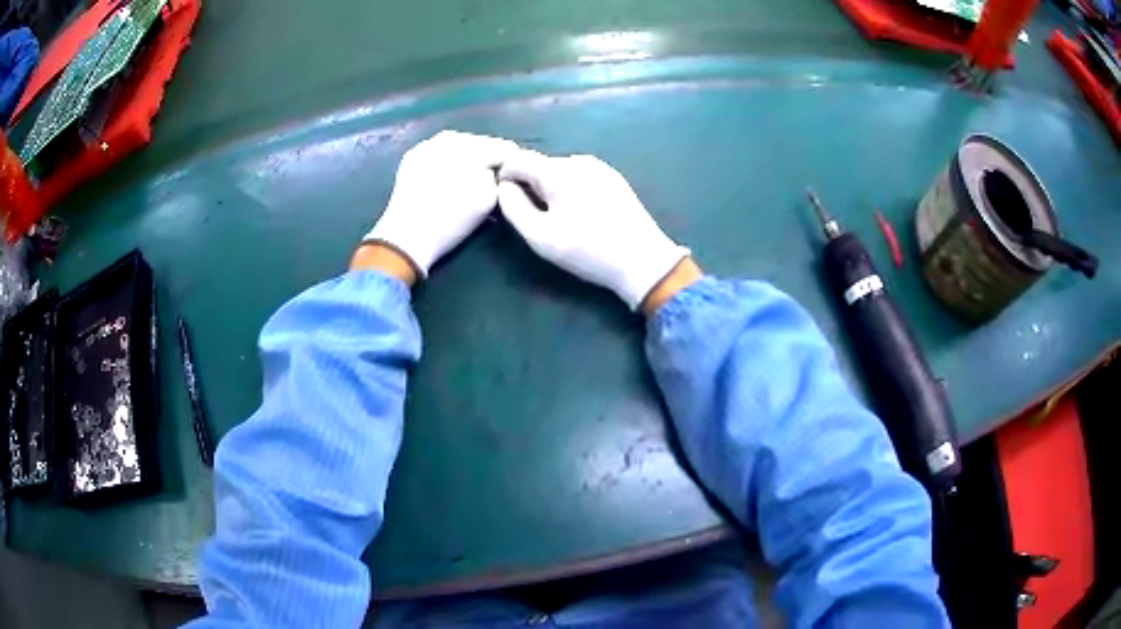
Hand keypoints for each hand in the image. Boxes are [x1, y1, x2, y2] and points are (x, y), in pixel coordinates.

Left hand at [362, 130, 518, 277]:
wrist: (407, 237)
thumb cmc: (451, 220)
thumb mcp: (488, 199)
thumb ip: (500, 177)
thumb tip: (499, 169)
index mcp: (470, 146)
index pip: (502, 147)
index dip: (512, 162)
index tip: (516, 175)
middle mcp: (448, 138)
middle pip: (479, 142)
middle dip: (488, 156)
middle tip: (495, 175)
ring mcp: (427, 145)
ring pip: (457, 145)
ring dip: (468, 156)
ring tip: (474, 174)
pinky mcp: (412, 157)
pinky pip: (438, 152)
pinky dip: (448, 159)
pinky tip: (451, 175)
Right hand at [498, 151, 690, 310]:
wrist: (642, 260)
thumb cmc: (588, 250)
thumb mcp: (540, 236)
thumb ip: (513, 208)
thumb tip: (504, 187)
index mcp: (558, 170)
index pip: (517, 159)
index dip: (504, 177)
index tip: (507, 202)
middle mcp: (578, 160)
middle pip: (540, 165)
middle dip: (530, 186)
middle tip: (536, 219)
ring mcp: (599, 167)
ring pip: (560, 171)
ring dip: (551, 189)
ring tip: (560, 220)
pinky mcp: (613, 178)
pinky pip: (579, 177)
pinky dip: (570, 190)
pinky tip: (581, 216)